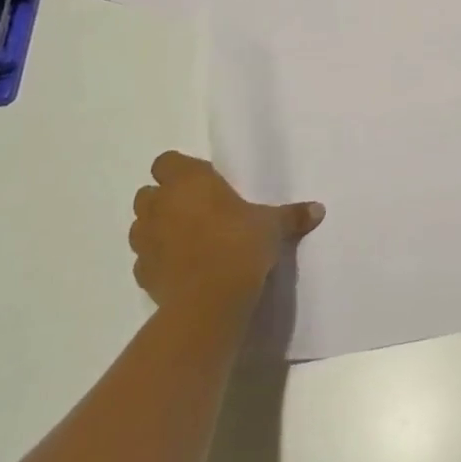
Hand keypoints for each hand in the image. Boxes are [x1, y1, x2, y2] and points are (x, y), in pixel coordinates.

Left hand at [129, 152, 324, 310]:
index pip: (167, 161)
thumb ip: (292, 215)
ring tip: (186, 239)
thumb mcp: (273, 226)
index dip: (181, 170)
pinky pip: (144, 259)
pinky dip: (157, 260)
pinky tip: (180, 269)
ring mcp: (146, 240)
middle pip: (149, 192)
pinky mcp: (142, 273)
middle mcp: (161, 204)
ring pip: (141, 225)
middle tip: (197, 210)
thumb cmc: (240, 244)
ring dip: (157, 228)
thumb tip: (319, 209)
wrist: (210, 300)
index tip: (205, 183)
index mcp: (188, 181)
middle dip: (166, 199)